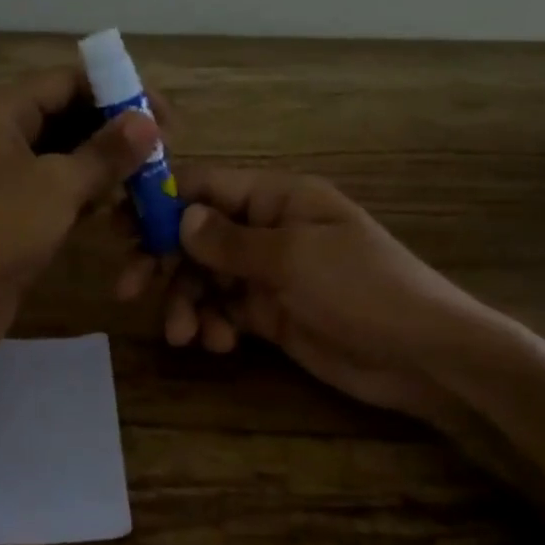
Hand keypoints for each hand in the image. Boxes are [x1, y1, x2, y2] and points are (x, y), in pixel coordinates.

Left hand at [0, 67, 157, 364]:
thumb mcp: (58, 185)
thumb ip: (105, 151)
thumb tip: (149, 122)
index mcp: (0, 108)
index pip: (67, 81)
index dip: (118, 92)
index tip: (163, 116)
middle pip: (68, 115)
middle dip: (115, 131)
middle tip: (163, 151)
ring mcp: (2, 172)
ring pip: (65, 153)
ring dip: (104, 164)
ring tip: (149, 180)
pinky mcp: (11, 208)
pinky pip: (56, 186)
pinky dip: (85, 191)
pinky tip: (118, 206)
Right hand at [118, 167, 483, 415]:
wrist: (424, 357)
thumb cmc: (363, 289)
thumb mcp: (294, 258)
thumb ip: (230, 240)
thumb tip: (180, 216)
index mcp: (277, 199)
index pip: (206, 187)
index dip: (161, 201)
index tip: (120, 226)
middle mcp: (267, 230)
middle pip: (196, 235)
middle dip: (164, 261)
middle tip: (129, 289)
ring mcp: (268, 274)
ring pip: (205, 277)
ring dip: (187, 302)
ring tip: (184, 335)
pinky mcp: (270, 314)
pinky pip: (224, 310)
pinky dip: (213, 324)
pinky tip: (217, 344)